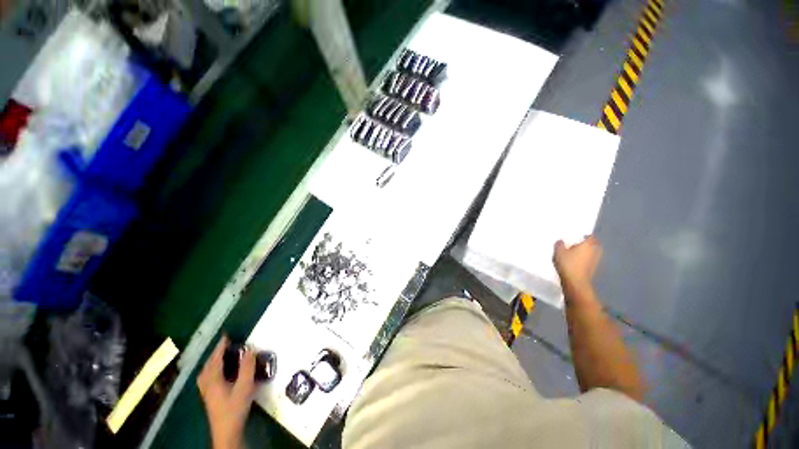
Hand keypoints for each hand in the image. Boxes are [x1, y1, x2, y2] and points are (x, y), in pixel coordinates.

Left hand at [197, 336, 256, 448]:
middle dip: (215, 353)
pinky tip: (218, 373)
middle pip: (208, 365)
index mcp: (214, 379)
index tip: (226, 335)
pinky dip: (211, 370)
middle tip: (225, 345)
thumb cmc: (235, 408)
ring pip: (205, 372)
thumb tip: (250, 349)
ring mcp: (206, 392)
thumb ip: (247, 367)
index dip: (221, 346)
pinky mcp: (209, 398)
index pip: (216, 359)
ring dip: (212, 362)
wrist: (226, 432)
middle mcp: (207, 384)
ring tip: (221, 356)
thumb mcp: (245, 386)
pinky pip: (206, 378)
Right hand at [553, 236, 602, 299]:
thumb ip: (559, 244)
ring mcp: (595, 261)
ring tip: (577, 252)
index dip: (586, 235)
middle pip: (595, 244)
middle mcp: (594, 251)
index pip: (590, 236)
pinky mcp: (592, 269)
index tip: (580, 235)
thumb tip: (561, 241)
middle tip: (579, 243)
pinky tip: (577, 261)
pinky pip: (590, 260)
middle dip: (589, 243)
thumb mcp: (558, 251)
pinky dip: (585, 259)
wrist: (575, 282)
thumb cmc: (568, 263)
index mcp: (588, 244)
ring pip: (593, 253)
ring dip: (588, 252)